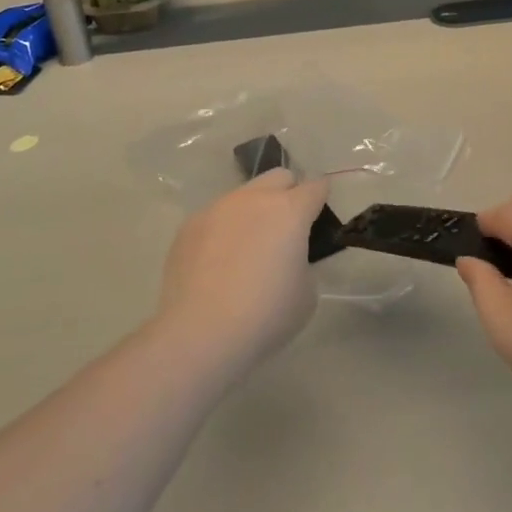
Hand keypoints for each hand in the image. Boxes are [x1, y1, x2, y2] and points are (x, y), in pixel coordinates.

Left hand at [156, 169, 329, 374]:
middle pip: (280, 177)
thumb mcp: (306, 293)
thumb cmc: (265, 316)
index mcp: (290, 210)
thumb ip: (303, 262)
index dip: (321, 198)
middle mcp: (254, 198)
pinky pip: (216, 216)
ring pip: (245, 194)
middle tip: (286, 229)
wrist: (199, 334)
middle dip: (288, 193)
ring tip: (247, 248)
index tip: (319, 216)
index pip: (315, 186)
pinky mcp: (190, 224)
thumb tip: (288, 256)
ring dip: (254, 210)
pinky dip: (224, 229)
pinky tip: (217, 263)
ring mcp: (218, 207)